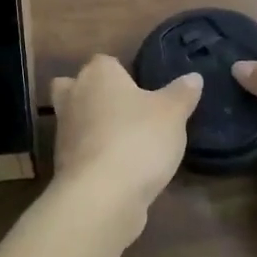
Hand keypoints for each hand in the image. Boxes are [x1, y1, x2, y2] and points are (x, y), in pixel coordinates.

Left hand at [50, 55, 201, 236]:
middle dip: (91, 94)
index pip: (104, 62)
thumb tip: (193, 77)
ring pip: (74, 119)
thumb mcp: (173, 114)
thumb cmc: (138, 139)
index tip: (140, 89)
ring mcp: (64, 131)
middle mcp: (74, 96)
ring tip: (125, 141)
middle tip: (121, 109)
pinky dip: (93, 155)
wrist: (102, 194)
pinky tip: (118, 168)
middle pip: (74, 86)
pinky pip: (79, 150)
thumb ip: (182, 93)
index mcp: (98, 74)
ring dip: (92, 127)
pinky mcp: (63, 163)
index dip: (120, 73)